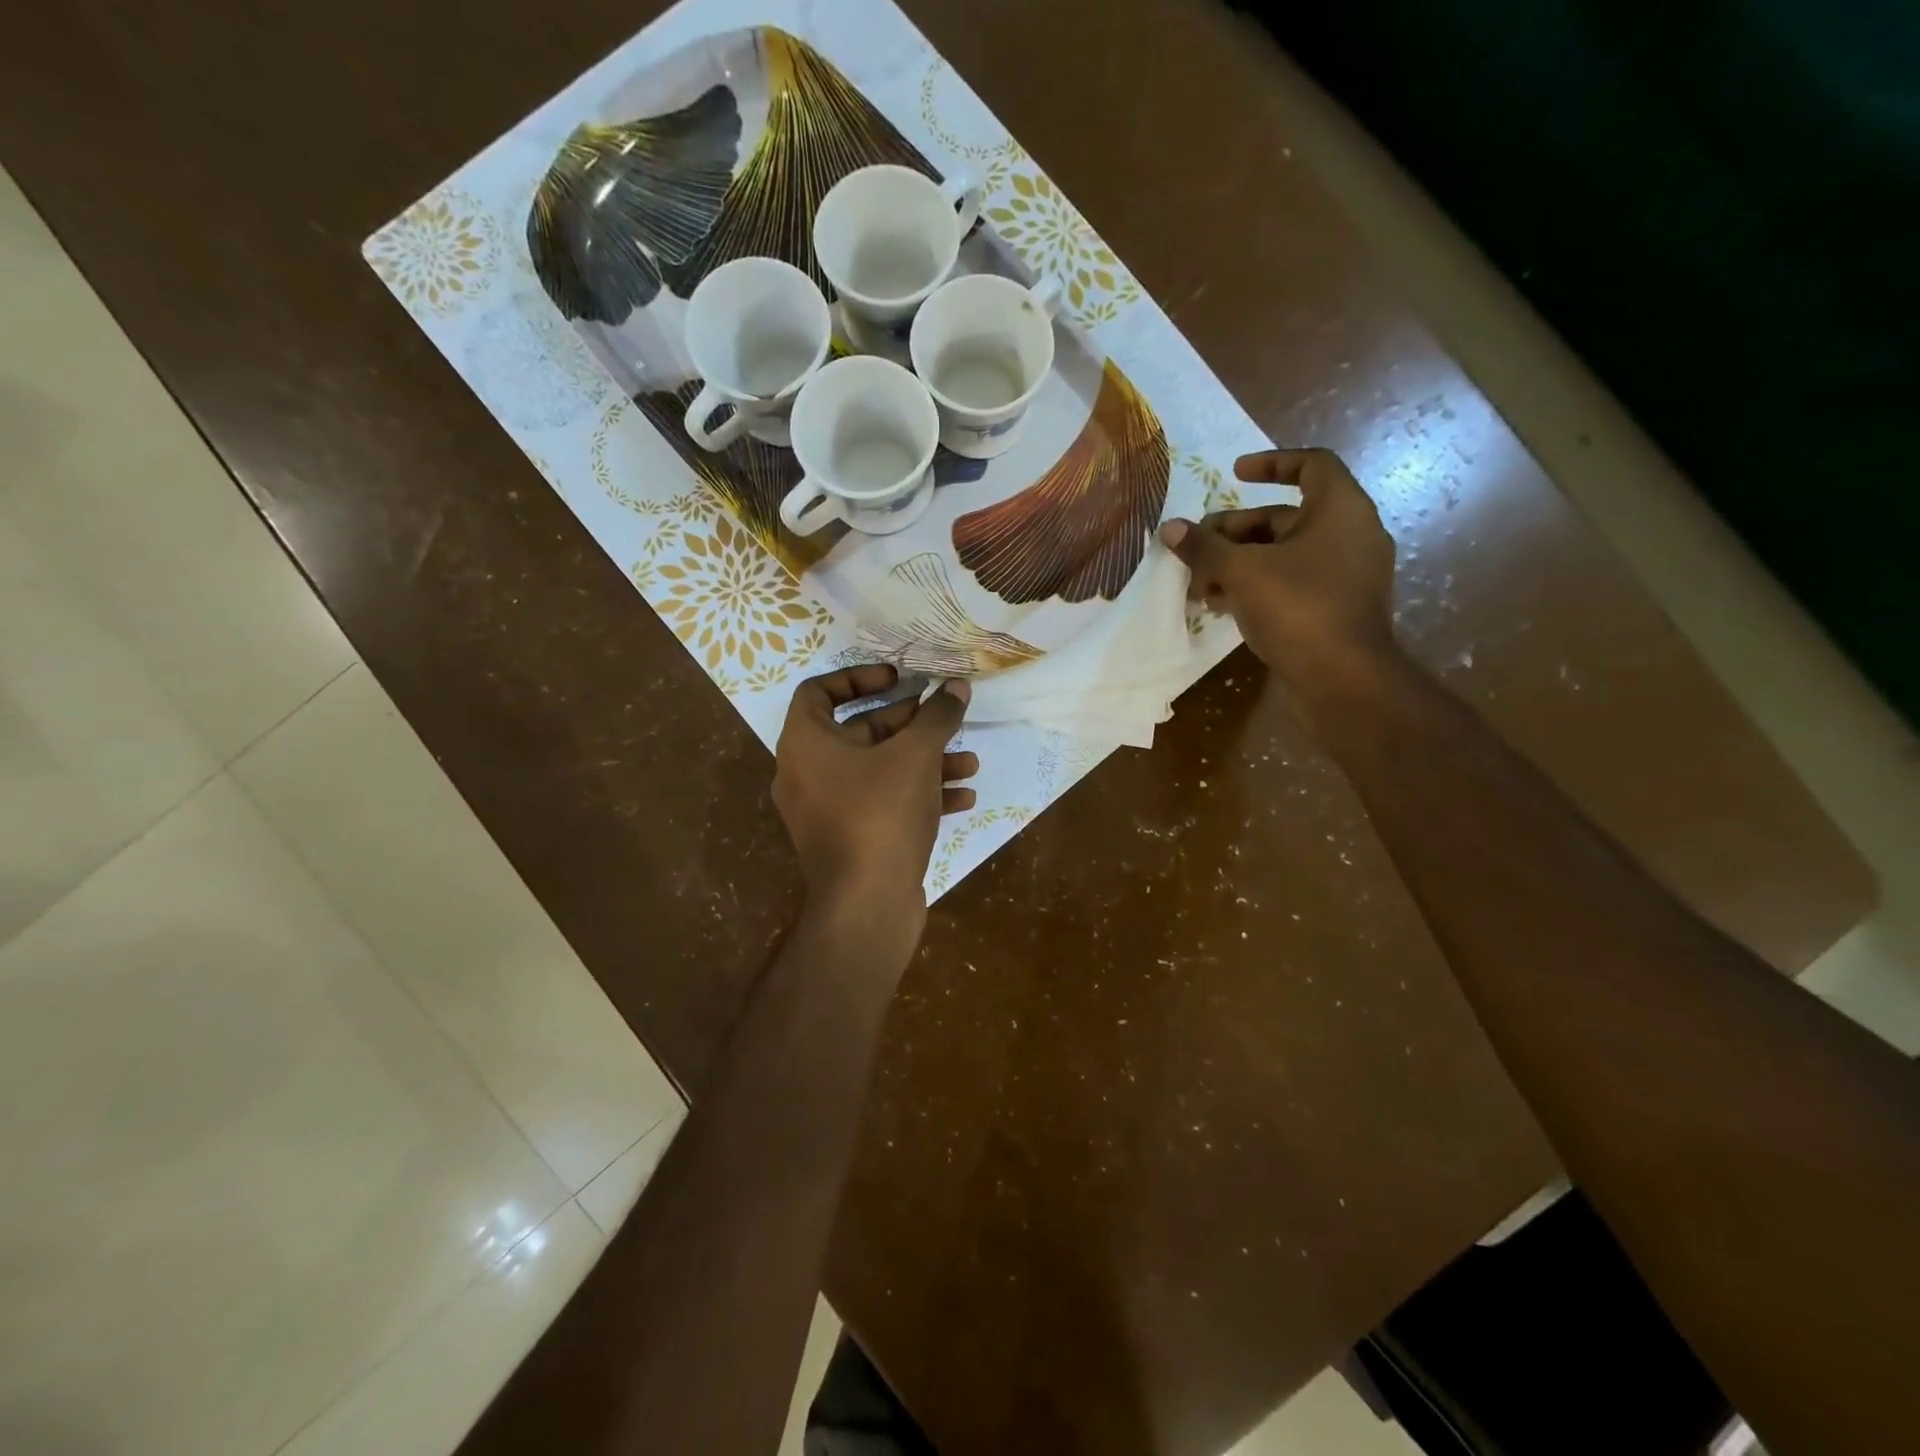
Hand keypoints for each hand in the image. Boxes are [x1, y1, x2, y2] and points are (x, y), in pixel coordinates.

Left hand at [773, 665, 977, 918]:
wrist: (867, 904)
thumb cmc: (881, 813)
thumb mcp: (915, 755)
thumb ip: (937, 716)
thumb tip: (957, 687)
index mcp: (805, 744)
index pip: (819, 692)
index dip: (860, 677)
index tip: (899, 679)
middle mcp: (808, 774)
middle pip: (859, 732)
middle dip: (909, 724)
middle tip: (944, 716)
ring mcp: (828, 811)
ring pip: (879, 771)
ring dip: (924, 762)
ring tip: (969, 762)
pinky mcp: (851, 840)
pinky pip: (883, 804)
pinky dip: (919, 795)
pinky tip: (963, 798)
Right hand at [1159, 448, 1396, 689]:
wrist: (1342, 680)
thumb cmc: (1298, 608)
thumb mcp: (1241, 572)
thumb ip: (1204, 548)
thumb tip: (1170, 528)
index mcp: (1341, 509)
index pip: (1311, 465)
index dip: (1271, 462)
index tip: (1234, 473)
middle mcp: (1349, 535)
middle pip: (1284, 518)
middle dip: (1234, 532)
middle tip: (1196, 548)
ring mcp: (1344, 575)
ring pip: (1282, 556)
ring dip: (1237, 564)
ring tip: (1199, 584)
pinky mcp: (1334, 609)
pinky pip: (1291, 584)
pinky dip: (1256, 587)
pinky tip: (1220, 605)